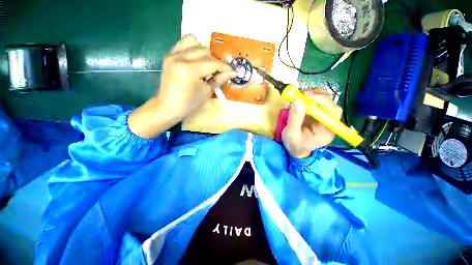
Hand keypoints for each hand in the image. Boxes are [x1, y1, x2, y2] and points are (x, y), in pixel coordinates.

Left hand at [129, 34, 234, 137]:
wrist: (167, 107)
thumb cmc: (188, 104)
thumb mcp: (206, 93)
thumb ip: (219, 79)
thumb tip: (232, 73)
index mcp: (189, 69)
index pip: (212, 63)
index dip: (224, 67)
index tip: (232, 72)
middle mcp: (180, 57)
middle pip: (205, 51)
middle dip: (215, 61)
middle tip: (220, 72)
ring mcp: (172, 54)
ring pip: (193, 42)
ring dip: (204, 52)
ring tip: (207, 64)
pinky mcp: (169, 56)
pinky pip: (183, 44)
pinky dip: (193, 49)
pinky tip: (196, 60)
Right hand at [282, 89, 341, 158]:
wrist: (295, 149)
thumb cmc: (294, 144)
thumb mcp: (291, 134)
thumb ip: (295, 119)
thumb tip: (298, 100)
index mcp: (327, 131)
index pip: (332, 111)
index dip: (322, 101)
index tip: (306, 95)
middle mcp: (329, 122)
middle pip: (331, 103)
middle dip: (317, 96)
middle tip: (302, 94)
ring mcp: (323, 117)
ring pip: (325, 100)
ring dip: (314, 94)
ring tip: (300, 95)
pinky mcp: (316, 114)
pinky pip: (317, 101)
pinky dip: (309, 97)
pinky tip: (301, 98)